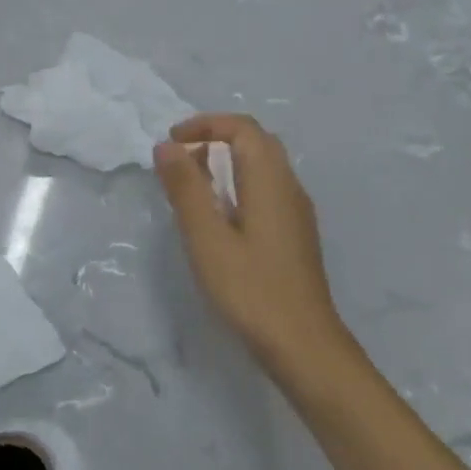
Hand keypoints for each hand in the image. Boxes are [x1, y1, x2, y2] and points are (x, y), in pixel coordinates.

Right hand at [154, 114, 349, 374]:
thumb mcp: (207, 237)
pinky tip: (219, 219)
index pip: (242, 129)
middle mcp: (289, 188)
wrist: (304, 345)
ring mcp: (296, 213)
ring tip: (192, 187)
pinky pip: (266, 191)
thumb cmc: (251, 289)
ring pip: (263, 168)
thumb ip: (186, 188)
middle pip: (256, 142)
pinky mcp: (295, 235)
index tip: (171, 142)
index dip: (205, 125)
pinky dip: (238, 186)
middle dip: (215, 139)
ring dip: (226, 164)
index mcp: (271, 181)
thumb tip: (166, 146)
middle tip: (180, 160)